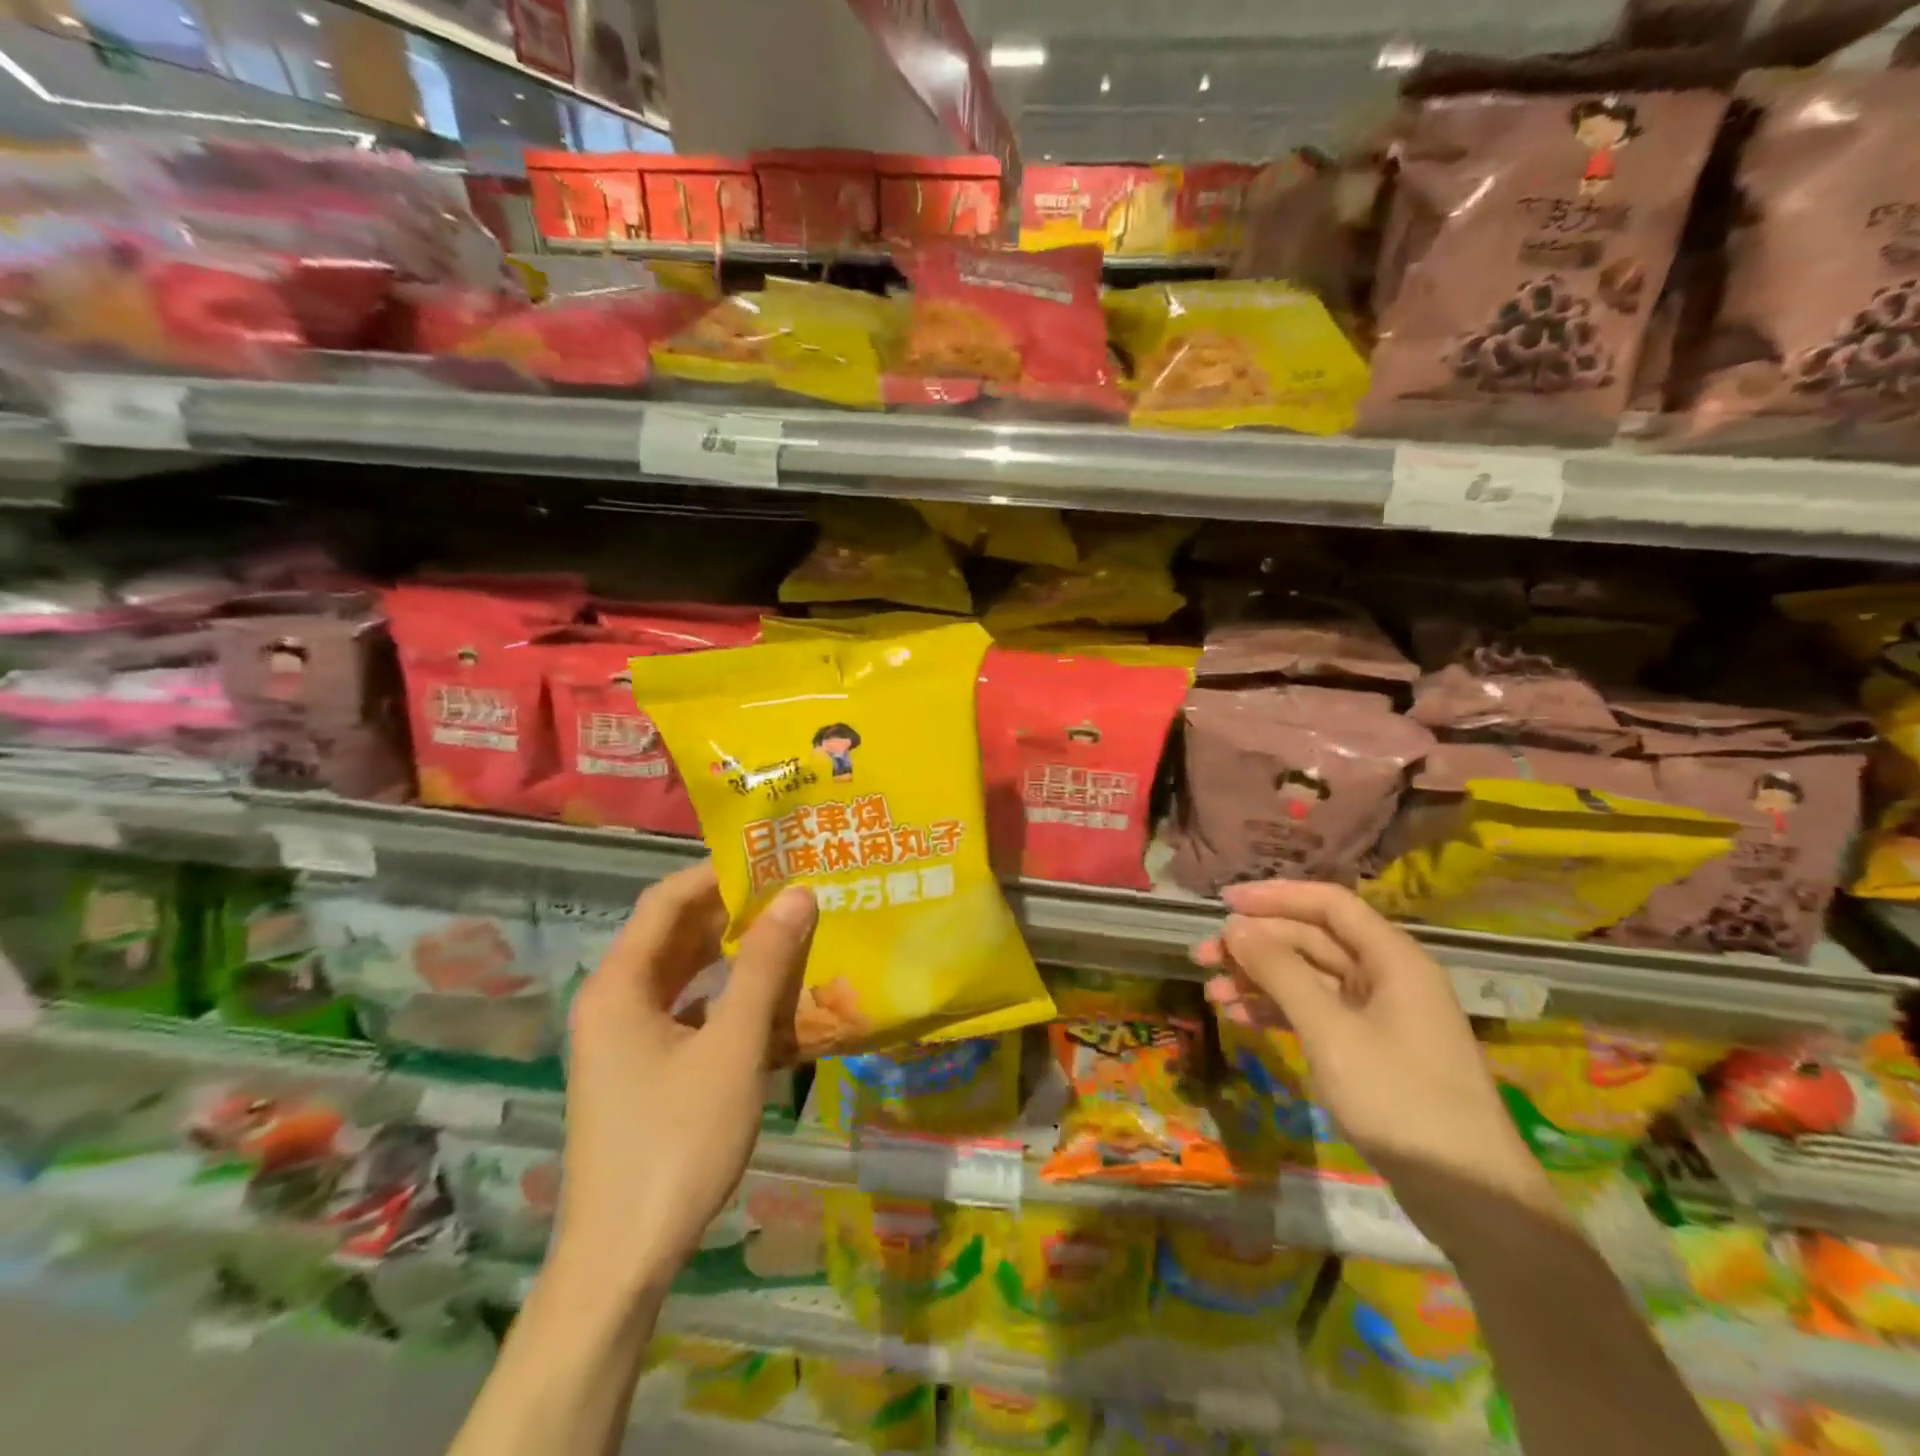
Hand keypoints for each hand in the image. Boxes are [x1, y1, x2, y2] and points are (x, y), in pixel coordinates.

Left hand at [553, 862, 816, 1296]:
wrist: (622, 1261)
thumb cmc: (676, 1142)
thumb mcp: (732, 1047)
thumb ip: (765, 967)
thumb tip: (799, 894)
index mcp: (619, 984)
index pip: (667, 900)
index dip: (717, 874)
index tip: (773, 859)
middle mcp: (612, 1001)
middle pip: (673, 934)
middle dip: (731, 911)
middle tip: (792, 892)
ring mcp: (623, 1039)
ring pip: (682, 975)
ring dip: (730, 954)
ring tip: (788, 933)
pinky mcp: (639, 1070)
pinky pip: (684, 1011)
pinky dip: (723, 996)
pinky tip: (767, 1001)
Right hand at [1194, 879, 1559, 1250]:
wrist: (1469, 1197)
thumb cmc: (1400, 1099)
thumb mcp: (1330, 1031)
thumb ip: (1280, 972)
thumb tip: (1235, 927)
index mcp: (1392, 959)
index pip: (1329, 904)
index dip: (1275, 896)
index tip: (1224, 902)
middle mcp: (1386, 976)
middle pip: (1313, 940)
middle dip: (1257, 944)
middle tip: (1203, 956)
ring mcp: (1379, 1015)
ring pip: (1309, 978)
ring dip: (1261, 980)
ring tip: (1213, 992)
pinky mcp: (1370, 1049)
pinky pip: (1316, 1013)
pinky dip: (1278, 1011)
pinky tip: (1241, 1018)